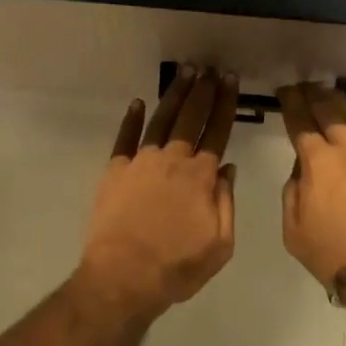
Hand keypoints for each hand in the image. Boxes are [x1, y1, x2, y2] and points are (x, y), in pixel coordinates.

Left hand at [74, 66, 240, 319]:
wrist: (123, 277)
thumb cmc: (176, 267)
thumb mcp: (220, 245)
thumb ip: (226, 203)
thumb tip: (228, 168)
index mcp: (200, 177)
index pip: (218, 131)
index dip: (226, 103)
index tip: (231, 80)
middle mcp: (172, 160)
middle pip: (191, 117)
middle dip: (204, 90)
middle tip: (211, 68)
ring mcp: (141, 162)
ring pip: (161, 120)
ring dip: (175, 94)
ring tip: (185, 72)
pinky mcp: (115, 170)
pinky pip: (125, 138)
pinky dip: (132, 118)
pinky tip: (138, 103)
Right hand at [277, 83, 345, 291]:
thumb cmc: (333, 254)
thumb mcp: (293, 227)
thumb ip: (293, 190)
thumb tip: (304, 169)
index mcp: (317, 161)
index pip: (299, 120)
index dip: (290, 102)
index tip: (284, 91)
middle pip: (328, 110)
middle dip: (313, 95)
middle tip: (305, 87)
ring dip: (341, 104)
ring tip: (332, 97)